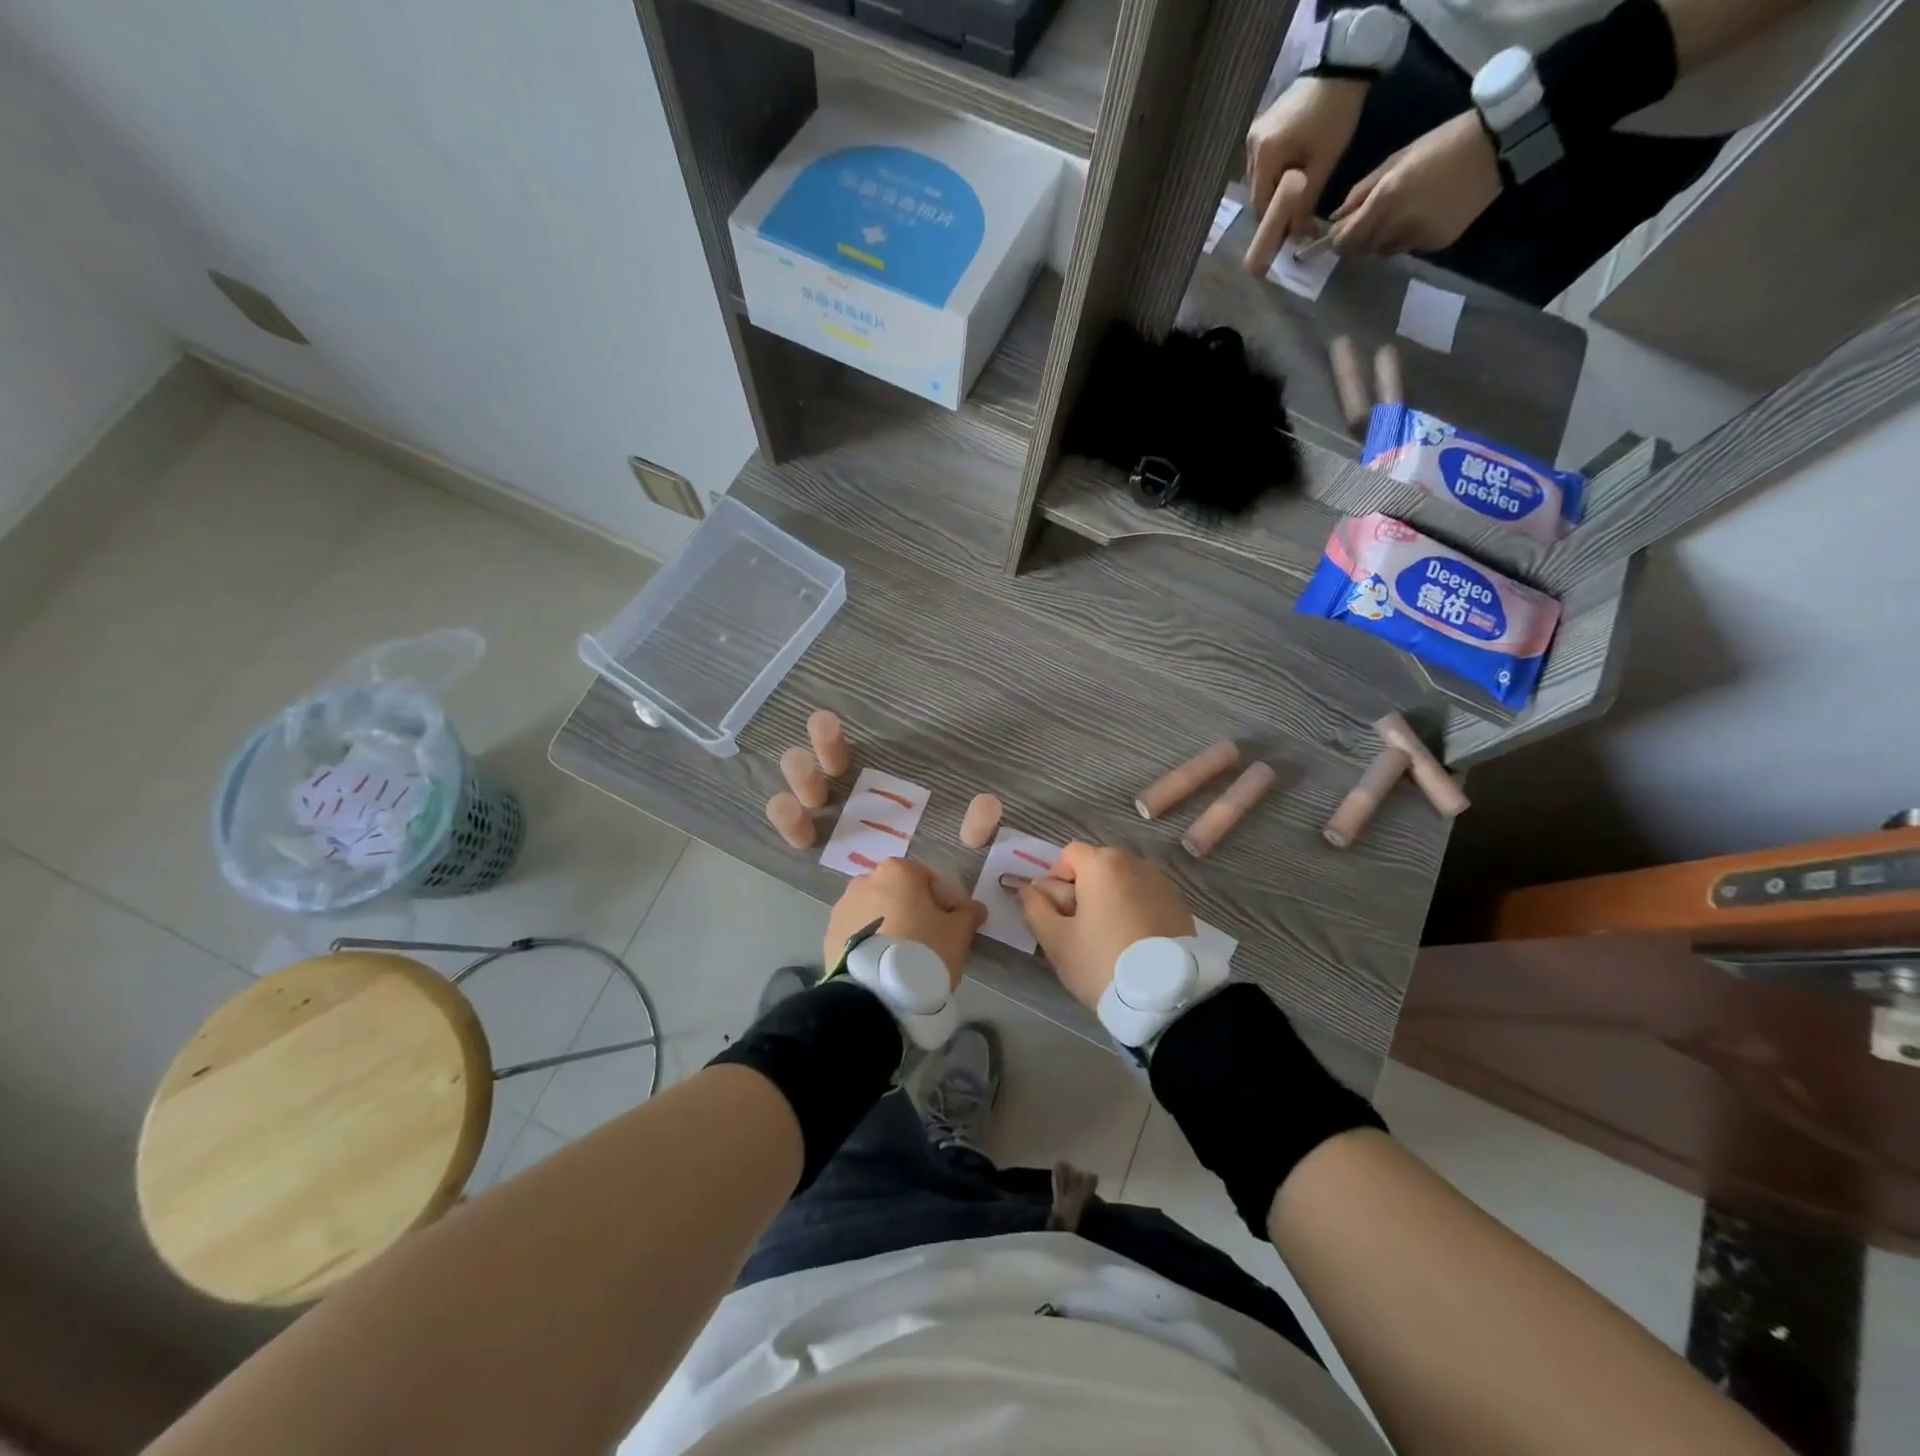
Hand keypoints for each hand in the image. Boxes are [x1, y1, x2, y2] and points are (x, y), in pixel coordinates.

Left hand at [825, 858, 985, 990]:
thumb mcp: (958, 933)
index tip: (955, 928)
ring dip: (891, 927)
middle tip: (931, 943)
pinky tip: (884, 966)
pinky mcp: (829, 935)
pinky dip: (872, 942)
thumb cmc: (923, 951)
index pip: (931, 880)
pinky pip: (859, 933)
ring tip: (905, 959)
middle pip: (901, 894)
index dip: (948, 904)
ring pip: (878, 913)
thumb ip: (968, 914)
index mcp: (897, 871)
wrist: (874, 995)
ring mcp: (842, 907)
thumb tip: (974, 908)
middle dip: (916, 913)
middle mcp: (865, 880)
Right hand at [1017, 842, 1194, 1012]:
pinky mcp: (1179, 905)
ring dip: (1109, 899)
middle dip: (1083, 889)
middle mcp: (1134, 863)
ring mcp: (1161, 883)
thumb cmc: (1102, 962)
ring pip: (1122, 882)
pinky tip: (1133, 942)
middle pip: (1097, 866)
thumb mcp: (1056, 940)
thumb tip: (1027, 889)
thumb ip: (1035, 908)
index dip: (1056, 880)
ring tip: (1108, 938)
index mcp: (1102, 864)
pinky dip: (1134, 910)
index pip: (1069, 855)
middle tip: (1079, 929)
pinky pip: (1145, 897)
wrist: (1167, 996)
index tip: (1057, 913)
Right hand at [1243, 77, 1368, 274]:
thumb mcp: (1324, 163)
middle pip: (1257, 196)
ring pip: (1259, 182)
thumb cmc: (1336, 114)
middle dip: (1274, 210)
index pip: (1260, 207)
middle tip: (1294, 221)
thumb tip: (1297, 238)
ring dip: (1273, 194)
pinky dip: (1274, 177)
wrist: (1342, 63)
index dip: (1273, 225)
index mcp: (1265, 157)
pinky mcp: (1261, 128)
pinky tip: (1290, 176)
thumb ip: (1306, 203)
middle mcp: (1251, 149)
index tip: (1287, 239)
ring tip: (1294, 199)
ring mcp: (1253, 137)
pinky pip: (1262, 165)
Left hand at [1328, 111, 1500, 257]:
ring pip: (1384, 251)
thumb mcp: (1396, 160)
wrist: (1497, 145)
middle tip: (1374, 218)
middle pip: (1361, 250)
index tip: (1343, 229)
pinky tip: (1425, 215)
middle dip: (1360, 238)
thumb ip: (1361, 191)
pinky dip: (1408, 238)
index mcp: (1384, 202)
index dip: (1339, 238)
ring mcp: (1416, 239)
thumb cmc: (1442, 144)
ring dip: (1384, 239)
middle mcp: (1396, 226)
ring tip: (1403, 213)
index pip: (1344, 241)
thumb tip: (1335, 218)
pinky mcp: (1435, 245)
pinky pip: (1409, 248)